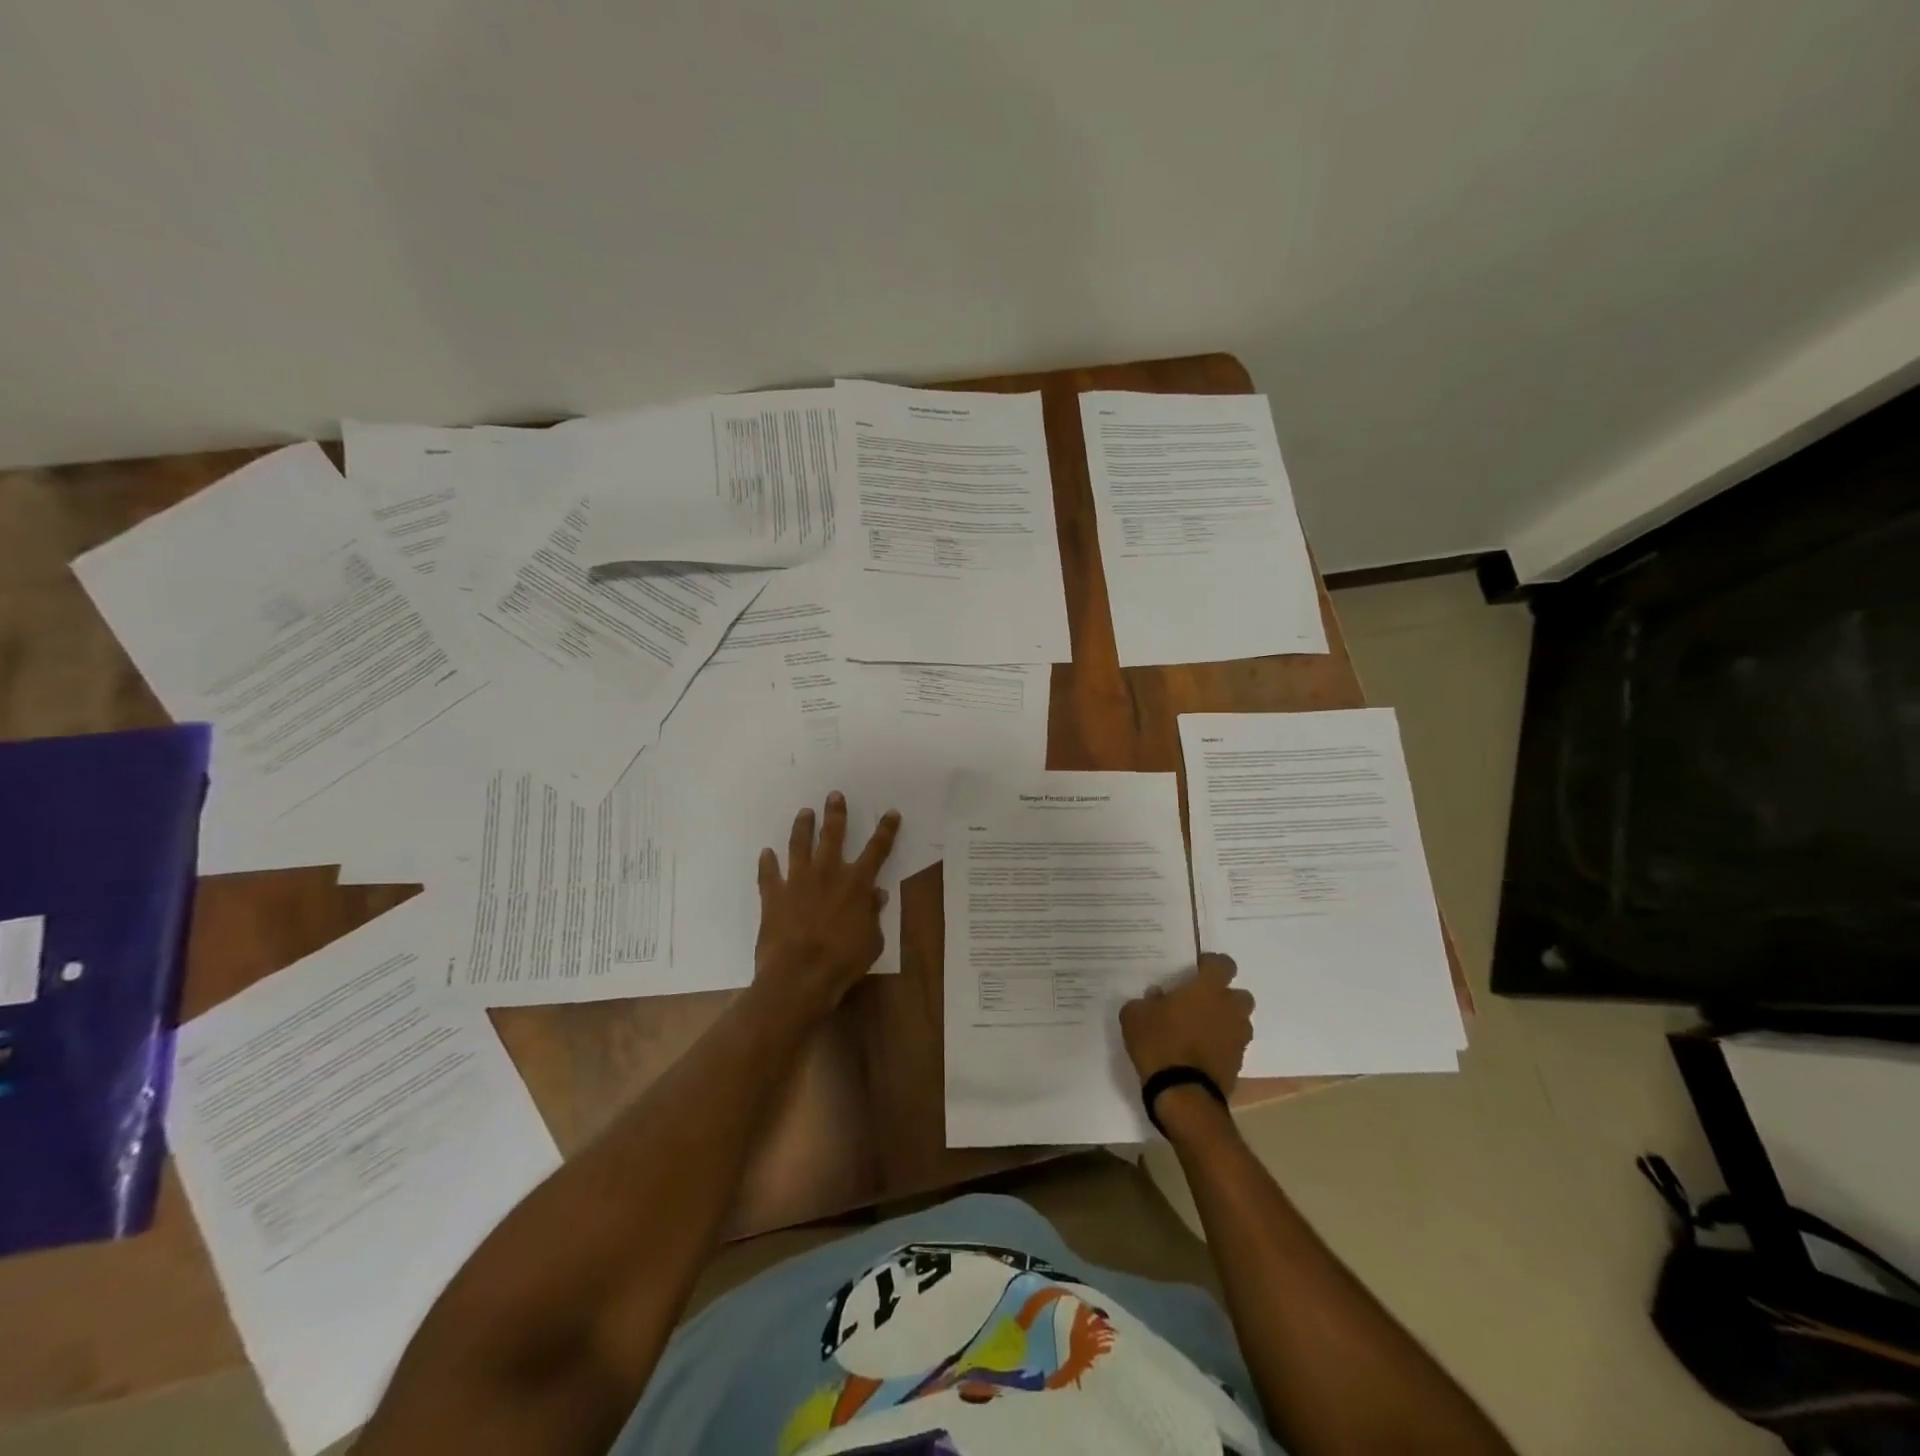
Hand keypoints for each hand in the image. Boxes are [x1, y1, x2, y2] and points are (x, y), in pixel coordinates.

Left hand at [754, 791, 900, 1017]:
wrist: (799, 976)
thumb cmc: (843, 961)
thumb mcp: (872, 941)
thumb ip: (873, 915)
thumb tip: (877, 895)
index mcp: (857, 883)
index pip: (877, 850)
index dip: (886, 830)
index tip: (891, 812)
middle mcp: (828, 873)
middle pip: (833, 835)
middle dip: (836, 813)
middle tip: (834, 795)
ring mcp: (798, 881)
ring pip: (799, 845)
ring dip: (802, 827)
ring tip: (804, 812)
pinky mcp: (773, 895)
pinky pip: (768, 874)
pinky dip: (767, 863)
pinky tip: (766, 853)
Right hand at [1119, 954, 1253, 1093]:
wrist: (1182, 1093)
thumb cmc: (1159, 1043)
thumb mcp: (1136, 1015)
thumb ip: (1147, 1000)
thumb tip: (1157, 996)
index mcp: (1208, 989)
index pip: (1223, 964)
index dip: (1211, 964)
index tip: (1196, 970)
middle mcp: (1230, 1009)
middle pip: (1239, 994)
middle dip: (1224, 997)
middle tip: (1201, 1003)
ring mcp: (1238, 1038)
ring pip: (1239, 1022)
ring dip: (1225, 1022)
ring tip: (1200, 1030)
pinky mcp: (1239, 1064)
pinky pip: (1233, 1046)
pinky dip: (1222, 1046)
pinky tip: (1200, 1053)